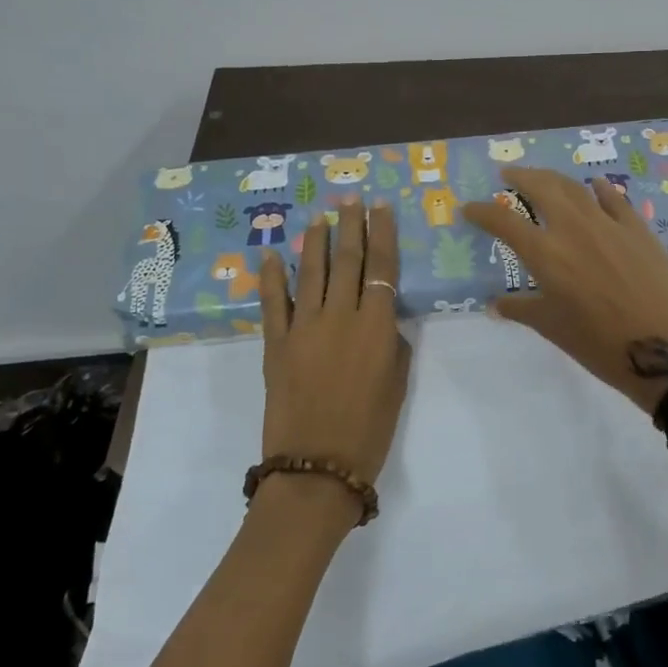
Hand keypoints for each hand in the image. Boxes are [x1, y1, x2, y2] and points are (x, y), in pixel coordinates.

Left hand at [257, 199, 411, 497]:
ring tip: (319, 217)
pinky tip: (270, 256)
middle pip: (346, 260)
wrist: (317, 466)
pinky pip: (273, 303)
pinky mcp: (275, 344)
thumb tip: (381, 318)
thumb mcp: (396, 383)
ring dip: (315, 242)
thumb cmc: (369, 430)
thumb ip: (391, 343)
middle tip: (350, 199)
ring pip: (310, 273)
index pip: (381, 267)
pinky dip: (271, 278)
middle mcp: (339, 316)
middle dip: (350, 225)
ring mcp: (303, 327)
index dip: (382, 233)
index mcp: (376, 326)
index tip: (381, 207)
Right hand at [463, 168, 667, 413]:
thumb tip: (496, 304)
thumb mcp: (554, 329)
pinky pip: (614, 199)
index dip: (482, 212)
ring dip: (554, 178)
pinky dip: (599, 189)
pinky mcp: (638, 229)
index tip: (469, 208)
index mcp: (546, 254)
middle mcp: (574, 228)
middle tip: (508, 175)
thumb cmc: (602, 345)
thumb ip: (522, 310)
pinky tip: (594, 186)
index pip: (504, 222)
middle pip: (541, 187)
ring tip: (543, 178)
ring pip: (575, 187)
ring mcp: (609, 224)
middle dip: (520, 177)